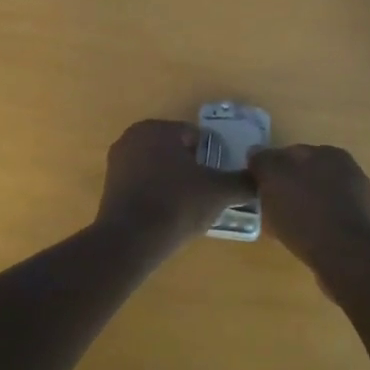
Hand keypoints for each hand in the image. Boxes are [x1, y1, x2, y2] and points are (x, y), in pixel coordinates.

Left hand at [94, 119, 253, 252]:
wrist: (130, 241)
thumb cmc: (177, 205)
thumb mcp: (219, 192)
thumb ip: (243, 182)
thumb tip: (260, 178)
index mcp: (158, 128)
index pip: (196, 136)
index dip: (211, 158)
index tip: (217, 181)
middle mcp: (133, 137)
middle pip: (175, 150)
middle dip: (191, 169)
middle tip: (205, 195)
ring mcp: (117, 161)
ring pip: (158, 167)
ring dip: (173, 181)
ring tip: (187, 208)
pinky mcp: (109, 185)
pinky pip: (142, 183)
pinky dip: (155, 193)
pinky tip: (166, 215)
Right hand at [249, 143, 369, 279]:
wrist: (346, 257)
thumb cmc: (306, 212)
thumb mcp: (273, 179)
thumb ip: (263, 161)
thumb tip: (255, 152)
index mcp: (331, 153)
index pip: (292, 153)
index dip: (271, 168)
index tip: (257, 186)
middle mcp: (349, 171)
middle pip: (306, 176)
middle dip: (286, 188)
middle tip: (267, 206)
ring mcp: (358, 200)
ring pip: (317, 198)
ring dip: (300, 207)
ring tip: (281, 226)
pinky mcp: (359, 227)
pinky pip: (327, 220)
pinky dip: (313, 225)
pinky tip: (300, 239)